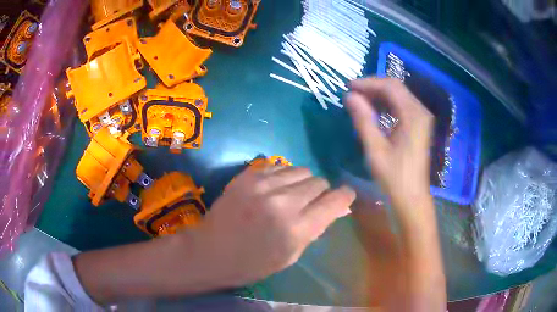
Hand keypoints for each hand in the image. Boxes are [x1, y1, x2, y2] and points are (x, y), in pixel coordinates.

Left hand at [189, 165, 355, 286]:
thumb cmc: (252, 263)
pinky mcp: (247, 176)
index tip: (344, 196)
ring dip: (302, 182)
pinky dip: (283, 175)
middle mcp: (283, 202)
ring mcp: (262, 185)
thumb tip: (335, 208)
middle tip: (310, 203)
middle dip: (321, 192)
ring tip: (291, 194)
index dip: (345, 196)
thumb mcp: (290, 256)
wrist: (210, 251)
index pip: (335, 201)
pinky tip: (274, 187)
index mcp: (296, 229)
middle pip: (319, 181)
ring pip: (300, 169)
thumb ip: (315, 229)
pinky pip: (278, 165)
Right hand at [346, 78, 433, 211]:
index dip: (368, 83)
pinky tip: (374, 111)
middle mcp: (420, 112)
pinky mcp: (419, 126)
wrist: (411, 199)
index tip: (348, 87)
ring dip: (379, 95)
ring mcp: (421, 119)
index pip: (390, 86)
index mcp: (413, 115)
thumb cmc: (394, 177)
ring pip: (399, 96)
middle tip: (352, 93)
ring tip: (359, 100)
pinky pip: (402, 106)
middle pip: (396, 88)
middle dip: (373, 87)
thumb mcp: (375, 149)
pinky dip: (387, 104)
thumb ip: (363, 120)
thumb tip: (349, 96)